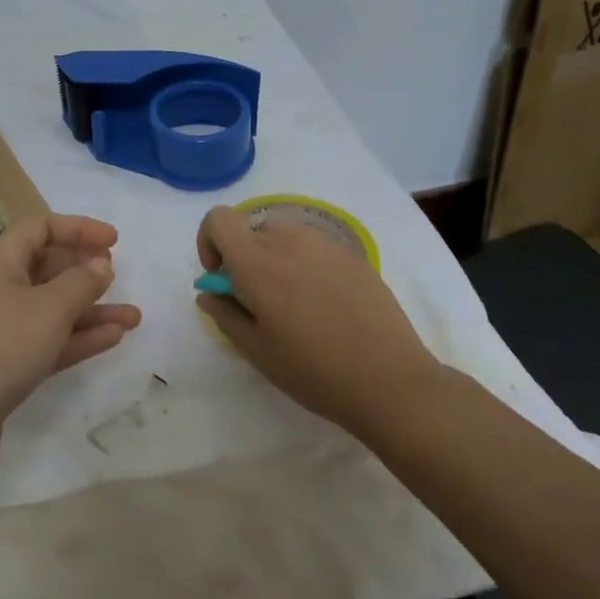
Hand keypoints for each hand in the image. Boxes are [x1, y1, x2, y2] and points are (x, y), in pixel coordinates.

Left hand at [0, 214, 141, 492]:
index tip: (114, 241)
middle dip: (83, 272)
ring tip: (133, 317)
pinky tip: (111, 340)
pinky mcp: (2, 372)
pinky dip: (77, 341)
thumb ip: (79, 283)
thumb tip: (100, 264)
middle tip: (117, 277)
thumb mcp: (46, 309)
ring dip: (90, 312)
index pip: (38, 229)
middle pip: (44, 269)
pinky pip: (46, 345)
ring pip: (50, 312)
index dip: (76, 228)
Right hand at [195, 204, 440, 437]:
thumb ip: (225, 314)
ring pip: (284, 237)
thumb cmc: (314, 370)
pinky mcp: (353, 254)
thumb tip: (209, 293)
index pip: (218, 219)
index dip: (210, 242)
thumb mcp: (256, 351)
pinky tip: (327, 305)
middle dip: (245, 259)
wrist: (390, 379)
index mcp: (257, 262)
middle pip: (251, 230)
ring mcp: (325, 243)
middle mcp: (288, 240)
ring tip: (296, 304)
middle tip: (260, 302)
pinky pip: (315, 247)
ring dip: (277, 259)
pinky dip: (307, 265)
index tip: (222, 278)